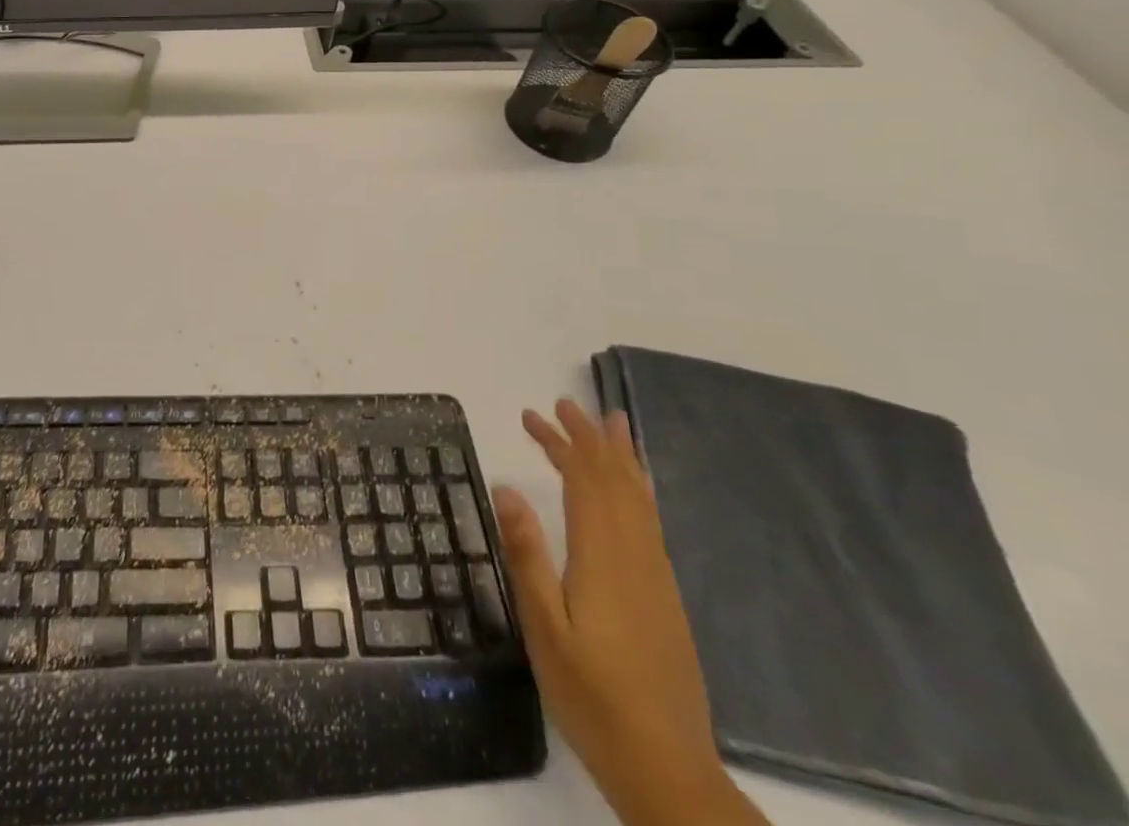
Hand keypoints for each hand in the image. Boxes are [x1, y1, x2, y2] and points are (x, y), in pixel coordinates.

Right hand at [492, 401, 764, 825]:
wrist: (667, 769)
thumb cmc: (592, 696)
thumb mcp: (543, 627)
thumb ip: (526, 554)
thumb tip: (507, 487)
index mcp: (603, 557)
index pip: (584, 481)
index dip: (561, 442)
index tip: (533, 414)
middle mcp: (636, 556)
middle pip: (614, 481)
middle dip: (588, 439)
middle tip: (564, 404)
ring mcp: (656, 577)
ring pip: (640, 499)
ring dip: (619, 458)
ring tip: (612, 424)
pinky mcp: (665, 597)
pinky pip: (651, 522)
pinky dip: (638, 491)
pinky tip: (633, 491)